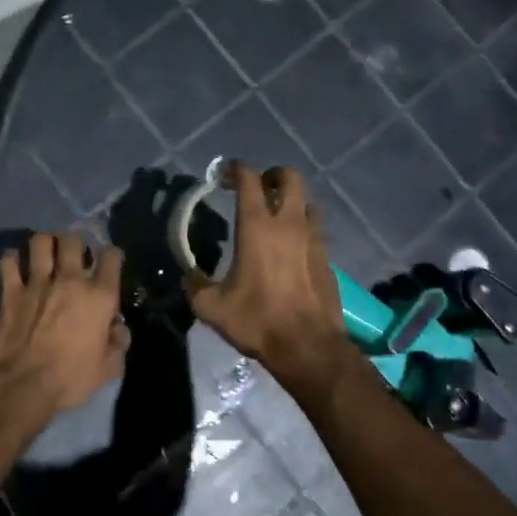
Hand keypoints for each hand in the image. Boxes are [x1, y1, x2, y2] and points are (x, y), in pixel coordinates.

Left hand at [0, 232, 128, 415]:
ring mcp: (37, 282)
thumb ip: (117, 343)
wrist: (22, 386)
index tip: (108, 263)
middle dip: (74, 243)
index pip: (111, 257)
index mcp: (99, 297)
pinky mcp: (10, 291)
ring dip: (43, 244)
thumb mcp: (108, 369)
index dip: (111, 256)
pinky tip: (14, 267)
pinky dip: (11, 260)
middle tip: (72, 256)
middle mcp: (70, 280)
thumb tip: (117, 327)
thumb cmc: (70, 380)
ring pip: (40, 241)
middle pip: (73, 239)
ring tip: (43, 255)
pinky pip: (8, 261)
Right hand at [187, 162, 347, 388]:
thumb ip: (195, 285)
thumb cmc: (257, 320)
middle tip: (258, 188)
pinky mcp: (327, 258)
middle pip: (290, 178)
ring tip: (276, 215)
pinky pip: (315, 230)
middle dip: (273, 175)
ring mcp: (313, 239)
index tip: (225, 173)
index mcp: (257, 227)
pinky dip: (302, 228)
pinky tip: (290, 247)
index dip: (236, 169)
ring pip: (307, 202)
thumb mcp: (211, 307)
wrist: (308, 346)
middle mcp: (289, 223)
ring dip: (291, 201)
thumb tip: (188, 276)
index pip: (249, 180)